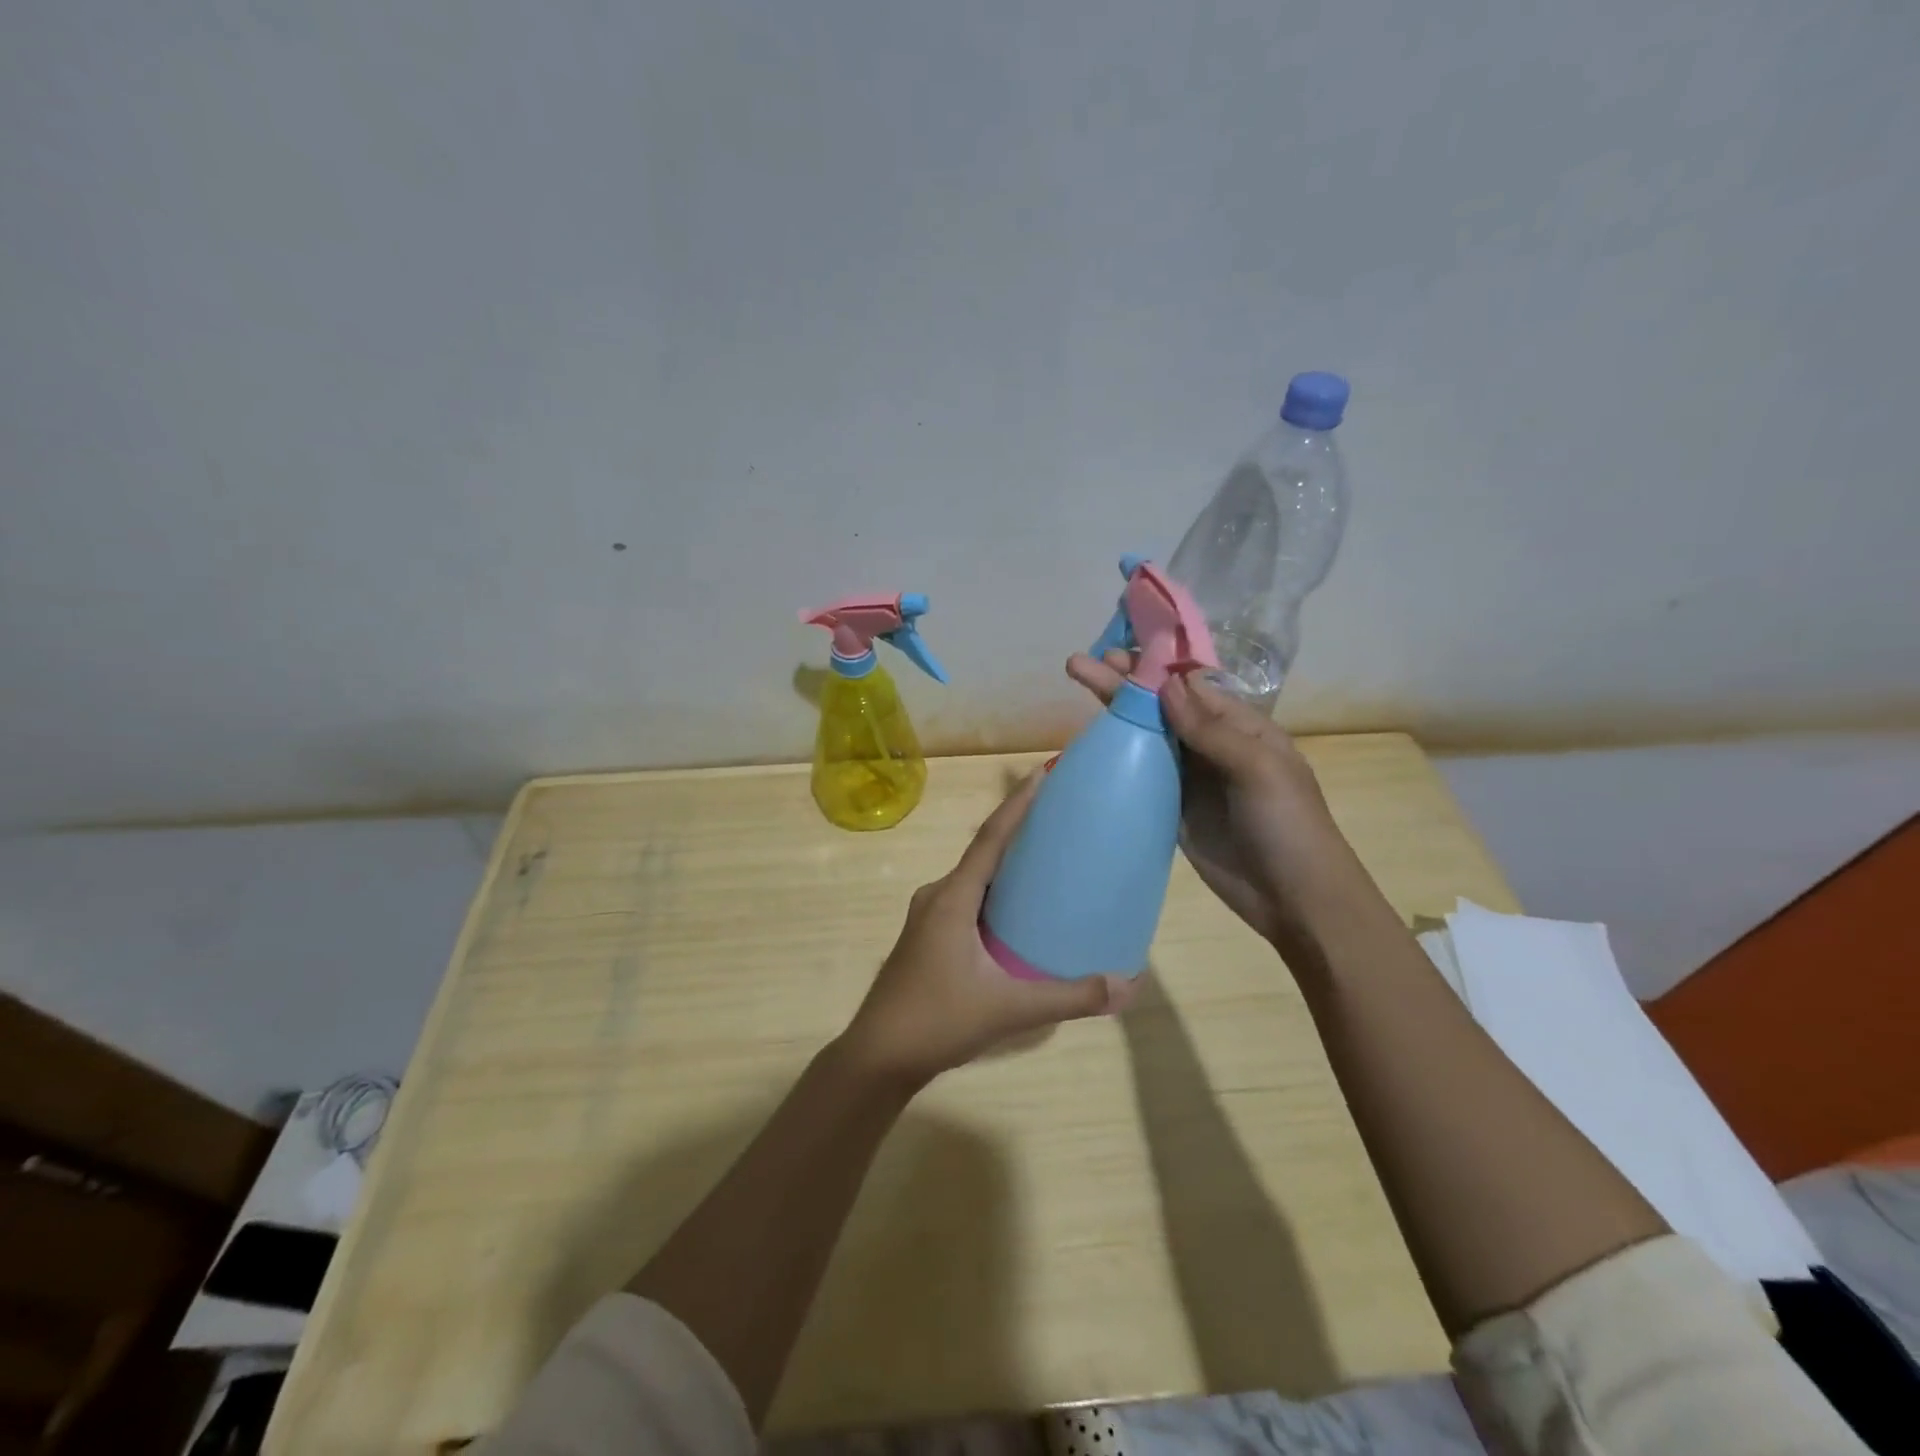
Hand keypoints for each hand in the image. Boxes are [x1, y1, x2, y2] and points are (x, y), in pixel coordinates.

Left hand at [838, 770, 1134, 1087]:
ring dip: (1006, 863)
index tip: (1042, 772)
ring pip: (974, 878)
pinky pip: (967, 898)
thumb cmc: (938, 1020)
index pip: (990, 838)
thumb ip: (1068, 997)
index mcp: (952, 897)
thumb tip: (1125, 986)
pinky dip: (994, 892)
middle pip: (983, 851)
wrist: (878, 1056)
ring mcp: (928, 917)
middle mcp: (938, 896)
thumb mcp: (1009, 1008)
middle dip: (1018, 829)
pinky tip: (1017, 913)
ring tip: (1045, 860)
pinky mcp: (927, 937)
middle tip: (1059, 816)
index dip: (1017, 803)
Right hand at [1066, 651, 1354, 946]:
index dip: (1152, 667)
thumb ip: (1211, 729)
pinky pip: (1141, 773)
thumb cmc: (1288, 825)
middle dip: (1123, 682)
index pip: (1188, 685)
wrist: (1294, 898)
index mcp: (1240, 725)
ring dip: (1115, 712)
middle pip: (1160, 706)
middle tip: (1079, 664)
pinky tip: (1091, 742)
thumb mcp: (1259, 769)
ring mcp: (1190, 777)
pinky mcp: (1172, 807)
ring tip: (1079, 686)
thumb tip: (1167, 684)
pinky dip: (1118, 755)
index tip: (1114, 650)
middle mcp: (1211, 743)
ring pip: (1146, 735)